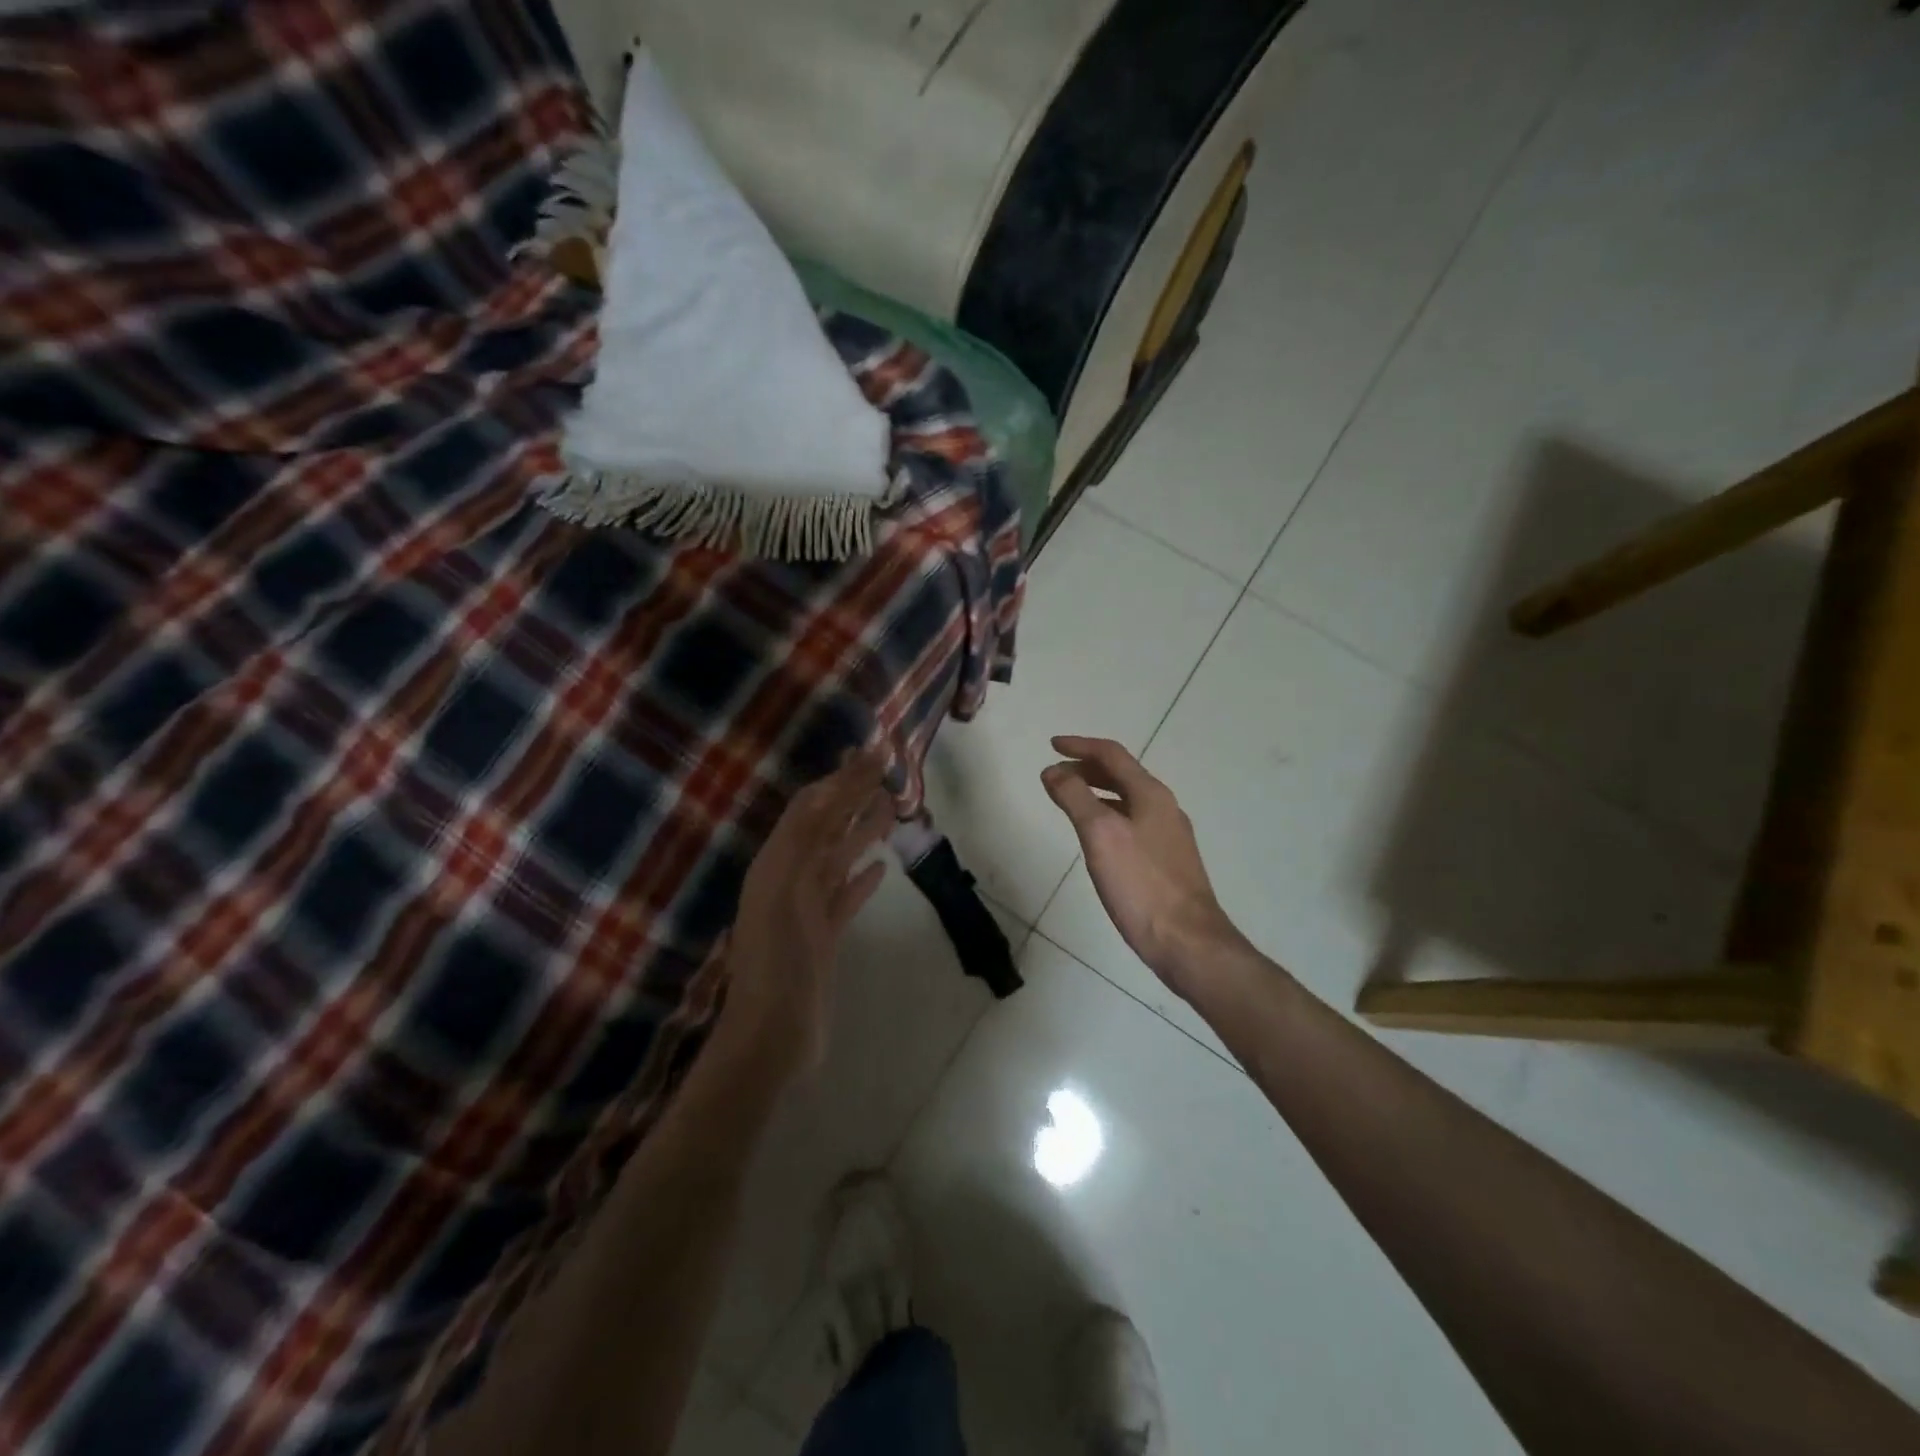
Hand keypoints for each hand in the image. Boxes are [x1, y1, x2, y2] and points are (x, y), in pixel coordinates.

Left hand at [712, 752, 892, 1080]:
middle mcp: (790, 879)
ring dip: (863, 831)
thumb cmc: (777, 960)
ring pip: (840, 859)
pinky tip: (881, 868)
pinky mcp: (824, 938)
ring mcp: (807, 910)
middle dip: (853, 796)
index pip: (813, 807)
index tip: (875, 751)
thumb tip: (832, 786)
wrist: (771, 1037)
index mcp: (777, 863)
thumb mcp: (785, 889)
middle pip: (827, 827)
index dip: (841, 777)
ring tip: (891, 807)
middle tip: (887, 769)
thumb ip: (807, 837)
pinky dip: (862, 879)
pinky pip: (845, 897)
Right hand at [1041, 736, 1246, 995]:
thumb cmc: (1141, 885)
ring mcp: (1169, 835)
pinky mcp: (1167, 861)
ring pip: (1127, 799)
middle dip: (1086, 768)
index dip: (1080, 746)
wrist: (1188, 941)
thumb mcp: (1100, 835)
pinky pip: (1132, 822)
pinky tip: (1096, 837)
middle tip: (1055, 774)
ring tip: (1069, 800)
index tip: (1051, 745)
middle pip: (1122, 774)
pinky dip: (1108, 815)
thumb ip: (1075, 798)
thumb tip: (1053, 770)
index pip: (1112, 754)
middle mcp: (1164, 807)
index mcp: (1151, 794)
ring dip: (1096, 792)